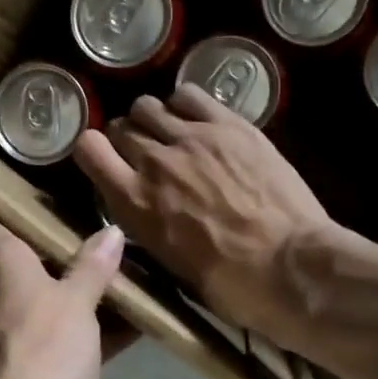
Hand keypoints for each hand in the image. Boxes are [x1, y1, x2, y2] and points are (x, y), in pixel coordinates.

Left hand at [0, 214, 126, 378]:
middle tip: (103, 236)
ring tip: (125, 279)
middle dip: (60, 252)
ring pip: (45, 304)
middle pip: (23, 263)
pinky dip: (85, 334)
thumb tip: (110, 232)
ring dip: (78, 296)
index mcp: (0, 270)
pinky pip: (57, 341)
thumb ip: (92, 268)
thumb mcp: (75, 305)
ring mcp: (6, 339)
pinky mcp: (24, 373)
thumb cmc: (42, 355)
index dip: (5, 203)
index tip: (38, 191)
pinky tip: (128, 329)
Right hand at [74, 85, 337, 343]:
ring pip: (150, 105)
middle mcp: (155, 161)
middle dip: (127, 140)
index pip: (88, 149)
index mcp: (134, 202)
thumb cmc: (228, 283)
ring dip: (154, 120)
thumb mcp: (166, 261)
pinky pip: (190, 95)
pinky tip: (198, 122)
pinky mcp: (230, 125)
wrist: (289, 265)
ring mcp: (194, 137)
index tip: (106, 162)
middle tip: (147, 157)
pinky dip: (184, 105)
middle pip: (121, 126)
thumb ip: (144, 221)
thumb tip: (143, 205)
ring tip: (172, 137)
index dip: (93, 152)